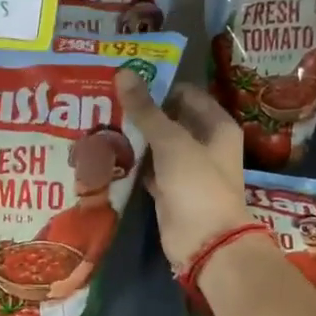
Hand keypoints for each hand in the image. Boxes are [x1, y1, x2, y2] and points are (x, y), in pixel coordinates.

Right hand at [115, 71, 252, 271]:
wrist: (204, 242)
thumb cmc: (197, 185)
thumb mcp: (171, 143)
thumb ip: (146, 110)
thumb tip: (124, 73)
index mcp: (216, 126)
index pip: (186, 94)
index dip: (159, 85)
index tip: (125, 79)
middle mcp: (204, 144)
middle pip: (169, 119)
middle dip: (141, 111)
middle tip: (104, 98)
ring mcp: (185, 169)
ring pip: (156, 145)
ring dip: (133, 136)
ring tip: (98, 120)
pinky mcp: (168, 191)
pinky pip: (147, 169)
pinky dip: (130, 163)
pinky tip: (105, 153)